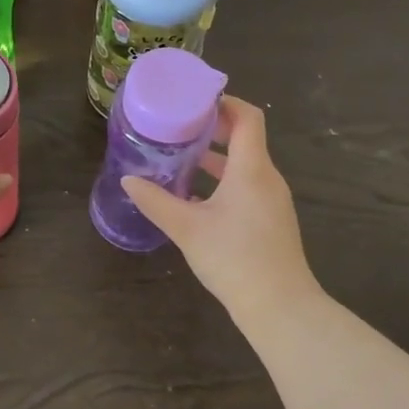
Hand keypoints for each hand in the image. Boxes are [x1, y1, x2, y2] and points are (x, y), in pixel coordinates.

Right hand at [121, 96, 317, 310]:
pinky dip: (224, 180)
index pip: (247, 117)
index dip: (224, 102)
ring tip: (182, 158)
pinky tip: (196, 197)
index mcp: (251, 168)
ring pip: (245, 165)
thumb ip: (156, 201)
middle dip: (214, 129)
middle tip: (180, 126)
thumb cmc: (234, 258)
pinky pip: (248, 186)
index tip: (195, 100)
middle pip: (246, 138)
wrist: (280, 307)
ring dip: (217, 157)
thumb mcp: (187, 228)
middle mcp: (267, 177)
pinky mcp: (272, 220)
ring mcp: (273, 200)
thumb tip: (128, 181)